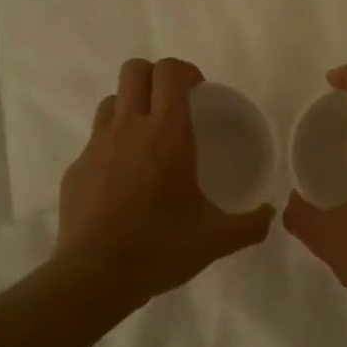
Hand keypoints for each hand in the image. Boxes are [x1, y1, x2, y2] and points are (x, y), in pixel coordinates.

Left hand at [55, 58, 275, 307]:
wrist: (94, 276)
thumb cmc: (160, 248)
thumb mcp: (216, 240)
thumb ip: (250, 224)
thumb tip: (269, 214)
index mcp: (166, 134)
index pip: (170, 72)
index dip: (186, 70)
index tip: (199, 91)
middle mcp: (129, 128)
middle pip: (135, 70)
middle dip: (156, 77)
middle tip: (175, 106)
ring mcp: (96, 146)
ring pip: (112, 101)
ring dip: (132, 106)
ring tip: (148, 138)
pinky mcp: (76, 168)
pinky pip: (96, 140)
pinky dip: (113, 145)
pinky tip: (124, 180)